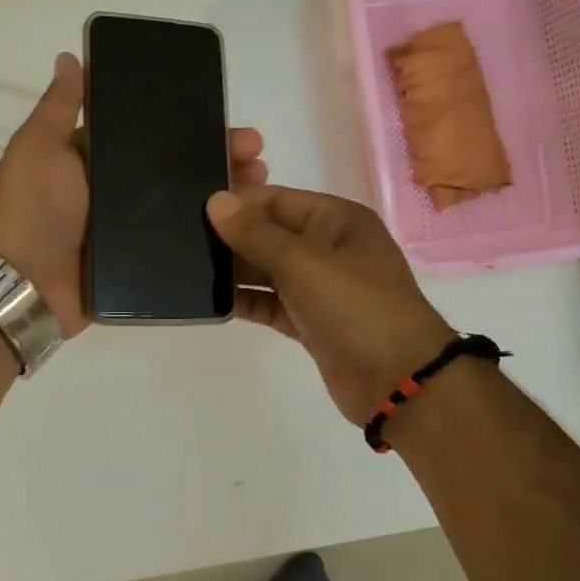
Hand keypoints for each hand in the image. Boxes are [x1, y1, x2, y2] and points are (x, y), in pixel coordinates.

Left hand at [0, 52, 268, 338]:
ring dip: (223, 196)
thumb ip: (59, 107)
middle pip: (175, 171)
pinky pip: (179, 248)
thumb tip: (70, 56)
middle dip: (217, 159)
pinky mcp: (138, 266)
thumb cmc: (30, 208)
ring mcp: (129, 232)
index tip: (226, 119)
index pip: (151, 136)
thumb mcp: (38, 148)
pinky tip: (243, 231)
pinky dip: (210, 239)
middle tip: (257, 158)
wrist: (20, 285)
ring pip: (184, 208)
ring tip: (261, 189)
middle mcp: (115, 194)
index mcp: (94, 161)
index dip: (188, 126)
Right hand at [206, 185, 454, 423]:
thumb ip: (255, 233)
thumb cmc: (354, 307)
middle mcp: (329, 248)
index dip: (238, 204)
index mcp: (336, 220)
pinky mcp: (311, 322)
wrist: (397, 380)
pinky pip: (273, 303)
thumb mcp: (302, 262)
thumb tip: (216, 200)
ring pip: (269, 271)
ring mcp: (321, 287)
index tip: (193, 212)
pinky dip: (248, 302)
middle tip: (182, 243)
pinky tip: (214, 302)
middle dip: (232, 239)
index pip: (276, 200)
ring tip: (189, 271)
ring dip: (236, 272)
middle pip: (271, 234)